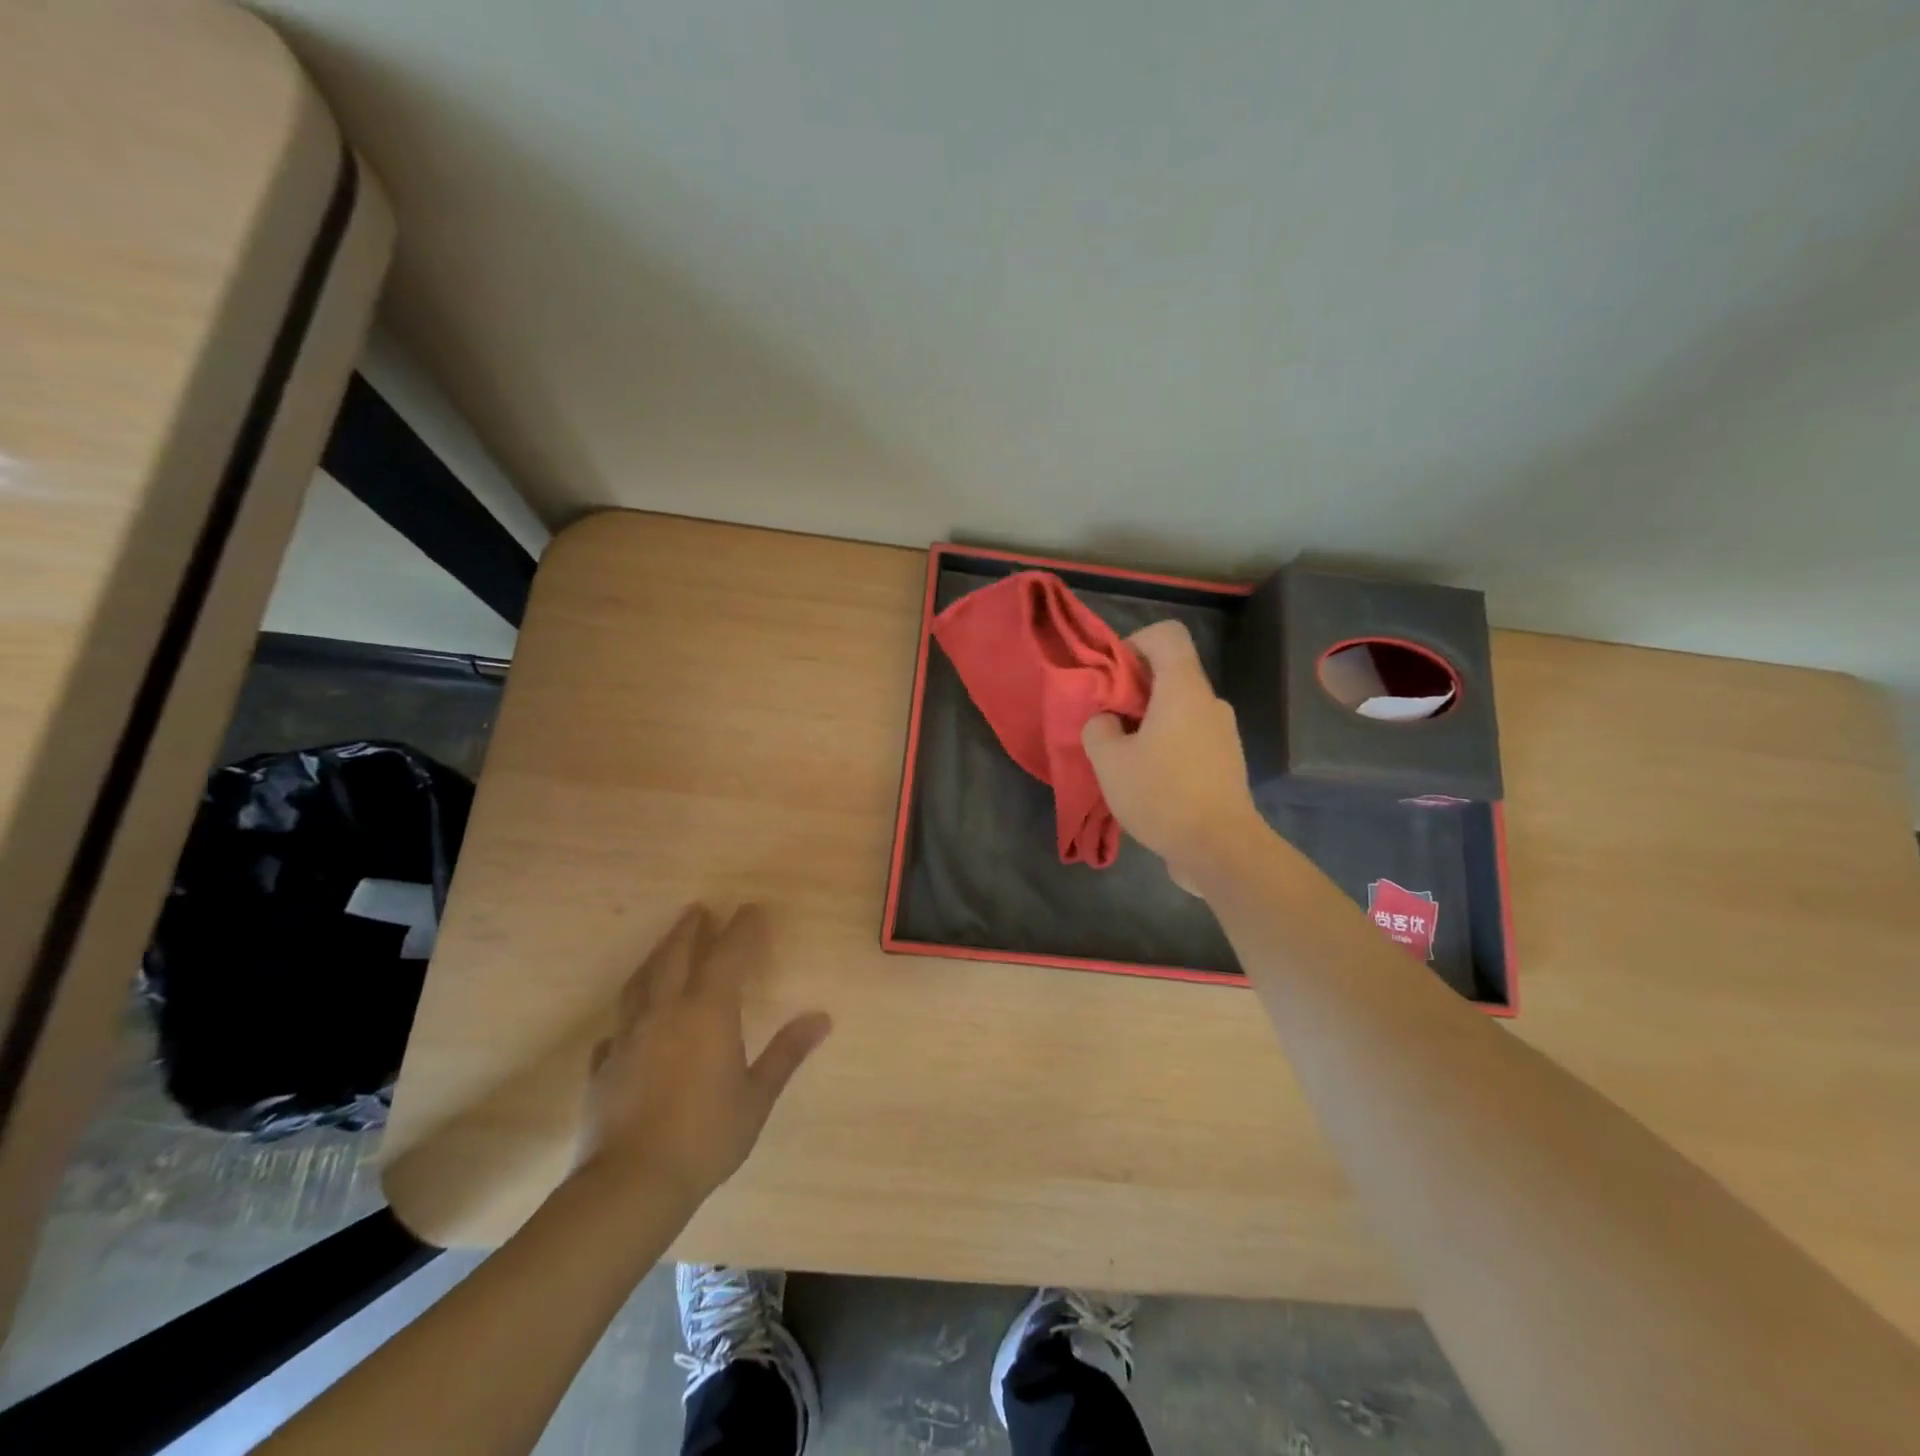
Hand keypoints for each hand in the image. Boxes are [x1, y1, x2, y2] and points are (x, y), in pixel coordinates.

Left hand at [577, 904, 830, 1208]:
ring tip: (664, 947)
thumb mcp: (756, 1096)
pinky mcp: (603, 1066)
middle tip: (698, 910)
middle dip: (689, 930)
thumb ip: (786, 1053)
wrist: (630, 1184)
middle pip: (675, 956)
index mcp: (707, 1012)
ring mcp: (628, 1037)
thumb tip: (822, 1017)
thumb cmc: (705, 1136)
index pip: (727, 955)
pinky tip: (630, 1024)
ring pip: (640, 982)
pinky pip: (617, 1027)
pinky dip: (629, 1014)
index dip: (741, 929)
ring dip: (655, 957)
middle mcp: (665, 1012)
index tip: (750, 909)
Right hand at [1083, 620, 1264, 891]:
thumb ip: (1098, 728)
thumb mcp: (1109, 761)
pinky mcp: (1225, 762)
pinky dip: (1166, 744)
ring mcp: (1222, 733)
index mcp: (1184, 689)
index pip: (1167, 635)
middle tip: (1106, 721)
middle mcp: (1209, 702)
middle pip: (1170, 673)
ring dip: (1148, 721)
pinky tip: (1147, 779)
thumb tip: (1107, 721)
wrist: (1220, 848)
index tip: (1112, 676)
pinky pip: (1190, 736)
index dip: (1135, 642)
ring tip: (1122, 756)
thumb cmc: (1162, 794)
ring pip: (1178, 708)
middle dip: (1133, 689)